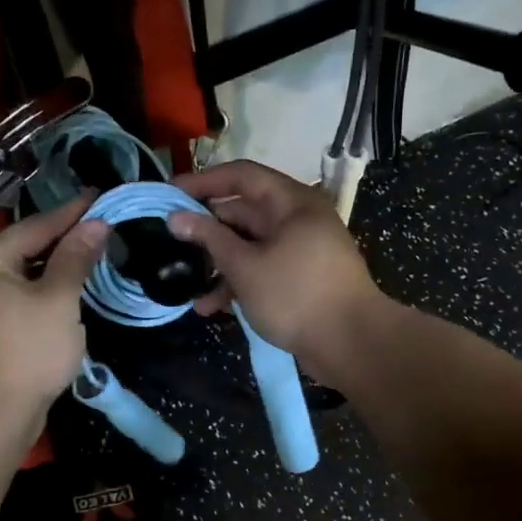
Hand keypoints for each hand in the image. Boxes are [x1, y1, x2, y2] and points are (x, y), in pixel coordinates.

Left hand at [0, 195, 108, 419]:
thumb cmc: (26, 350)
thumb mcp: (58, 300)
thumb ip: (75, 259)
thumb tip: (96, 224)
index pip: (33, 228)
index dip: (70, 213)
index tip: (99, 196)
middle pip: (22, 251)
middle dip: (61, 242)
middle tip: (98, 227)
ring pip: (19, 280)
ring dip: (52, 271)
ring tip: (87, 257)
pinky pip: (15, 303)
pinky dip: (40, 296)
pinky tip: (65, 297)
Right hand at [170, 160, 386, 378]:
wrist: (352, 344)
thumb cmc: (297, 295)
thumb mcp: (246, 266)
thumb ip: (210, 239)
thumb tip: (176, 217)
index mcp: (292, 202)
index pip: (242, 176)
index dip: (203, 181)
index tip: (169, 194)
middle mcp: (298, 219)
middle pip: (244, 212)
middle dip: (207, 229)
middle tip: (171, 243)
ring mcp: (301, 251)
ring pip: (251, 246)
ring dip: (219, 263)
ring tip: (186, 284)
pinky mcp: (301, 280)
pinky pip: (263, 270)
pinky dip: (239, 283)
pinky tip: (212, 307)